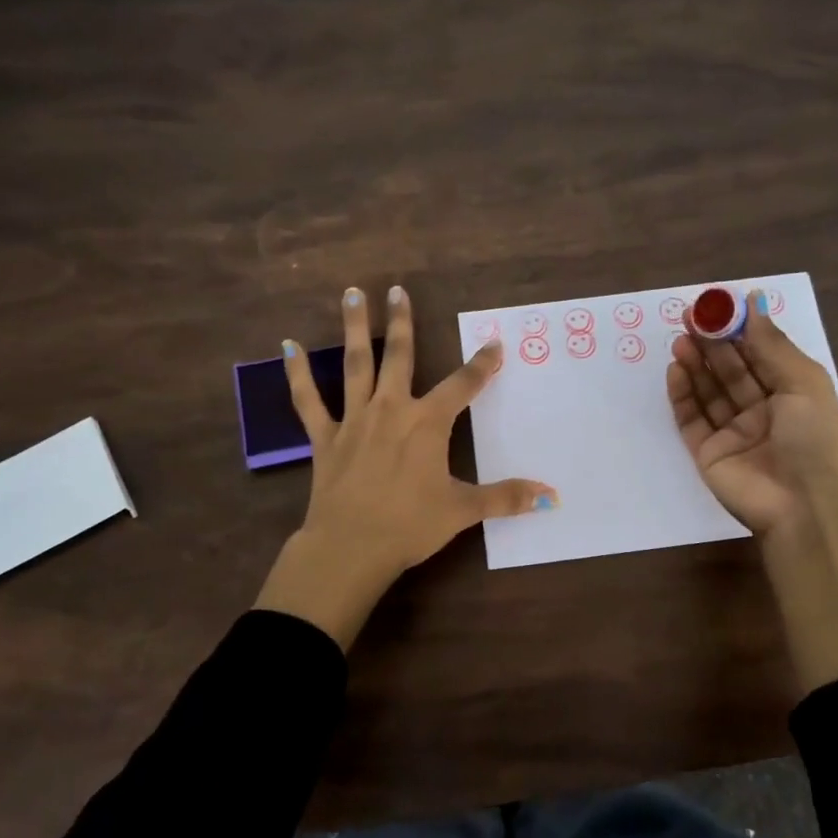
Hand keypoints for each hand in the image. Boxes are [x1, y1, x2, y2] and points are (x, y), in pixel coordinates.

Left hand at [255, 284, 555, 647]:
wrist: (351, 547)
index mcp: (428, 423)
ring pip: (356, 364)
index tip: (494, 343)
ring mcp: (355, 420)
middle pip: (400, 357)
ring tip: (353, 293)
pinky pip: (308, 400)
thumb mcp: (463, 511)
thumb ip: (505, 498)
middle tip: (398, 289)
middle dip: (403, 322)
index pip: (463, 385)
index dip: (482, 364)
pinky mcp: (325, 437)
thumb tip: (550, 496)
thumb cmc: (410, 525)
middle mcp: (392, 409)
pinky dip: (297, 373)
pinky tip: (287, 345)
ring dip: (356, 328)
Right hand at [666, 292, 837, 541]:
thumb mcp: (803, 383)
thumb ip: (771, 344)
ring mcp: (734, 433)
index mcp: (792, 394)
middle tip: (689, 318)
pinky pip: (692, 419)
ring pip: (709, 392)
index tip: (716, 306)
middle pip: (731, 370)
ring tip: (679, 340)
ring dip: (695, 364)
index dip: (739, 329)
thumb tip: (752, 300)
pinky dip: (682, 395)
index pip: (760, 354)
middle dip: (711, 343)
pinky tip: (676, 370)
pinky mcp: (709, 453)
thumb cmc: (815, 440)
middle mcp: (762, 411)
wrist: (805, 508)